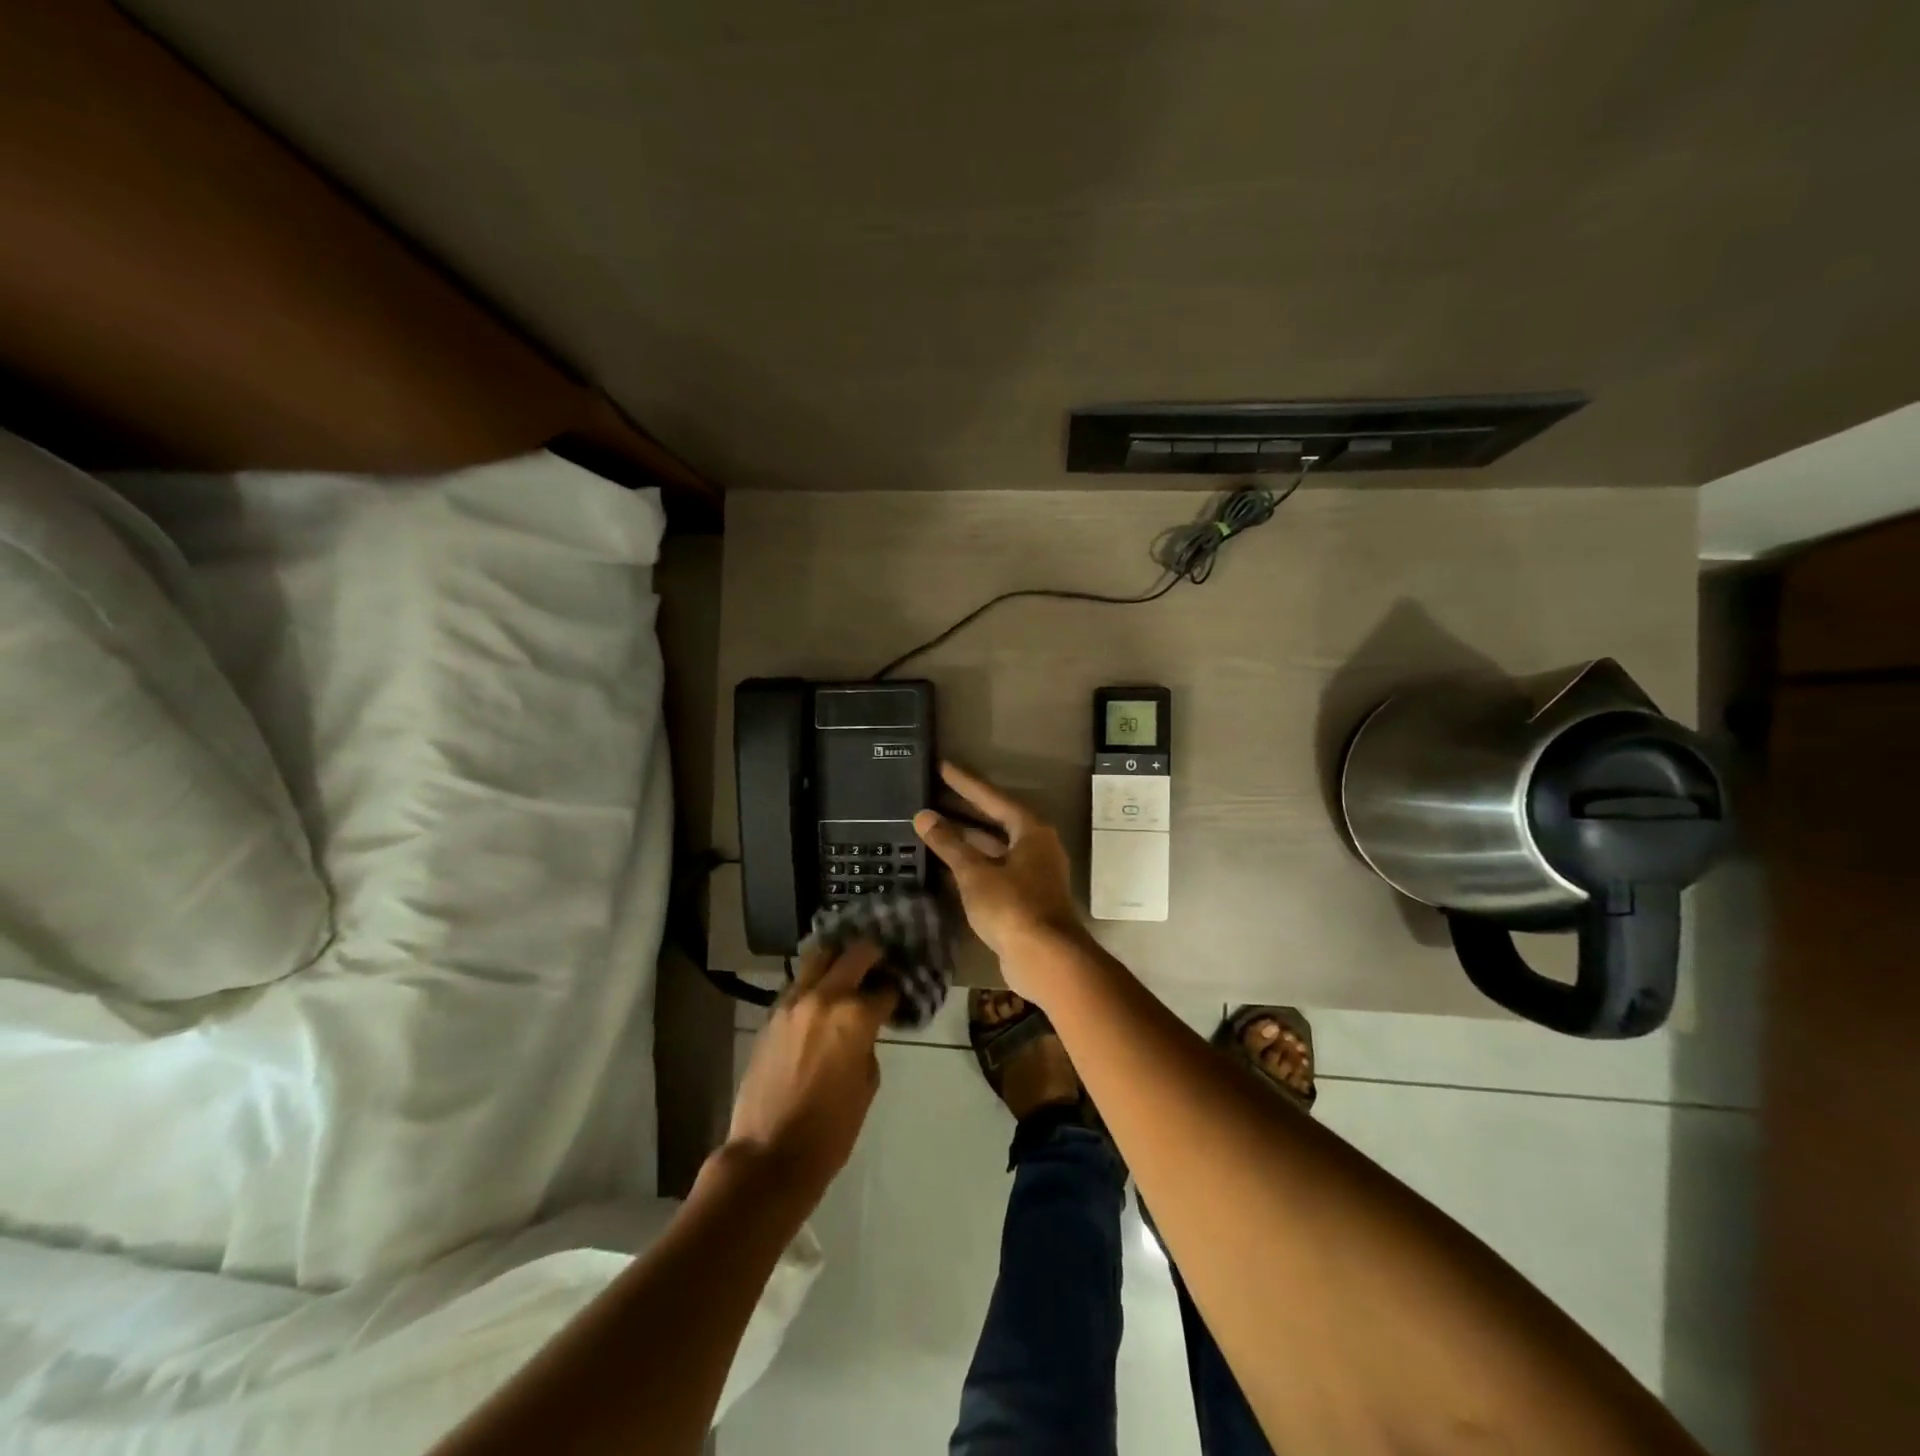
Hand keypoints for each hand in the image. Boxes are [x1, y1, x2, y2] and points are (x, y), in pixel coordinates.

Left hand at [725, 940, 897, 1204]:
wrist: (769, 1154)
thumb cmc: (830, 1129)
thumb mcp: (867, 1083)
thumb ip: (868, 1043)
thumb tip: (866, 1028)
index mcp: (855, 1016)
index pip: (885, 988)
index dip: (895, 990)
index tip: (898, 993)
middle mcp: (824, 997)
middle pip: (855, 954)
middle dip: (872, 956)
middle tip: (880, 964)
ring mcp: (792, 1002)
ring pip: (819, 957)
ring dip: (838, 960)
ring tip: (849, 971)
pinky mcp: (771, 1014)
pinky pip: (798, 983)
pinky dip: (814, 982)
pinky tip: (822, 995)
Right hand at [914, 762, 1089, 988]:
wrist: (1045, 958)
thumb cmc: (1012, 906)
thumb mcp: (974, 872)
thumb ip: (949, 844)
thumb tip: (924, 816)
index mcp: (1031, 831)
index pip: (992, 798)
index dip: (965, 783)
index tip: (942, 767)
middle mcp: (1036, 847)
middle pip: (995, 821)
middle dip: (964, 810)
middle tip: (933, 795)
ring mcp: (1032, 874)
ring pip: (994, 848)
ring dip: (966, 840)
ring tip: (933, 827)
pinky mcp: (1025, 898)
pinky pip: (994, 871)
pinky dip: (971, 865)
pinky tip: (946, 865)